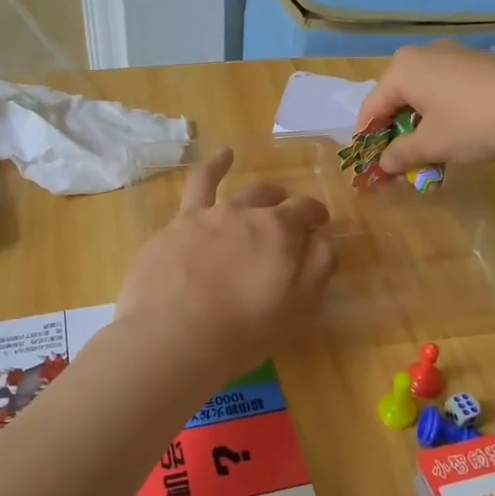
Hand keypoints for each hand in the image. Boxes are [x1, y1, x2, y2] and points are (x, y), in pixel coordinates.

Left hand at [117, 149, 335, 379]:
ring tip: (232, 157)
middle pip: (267, 196)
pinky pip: (192, 190)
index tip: (320, 224)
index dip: (315, 214)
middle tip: (284, 211)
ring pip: (228, 187)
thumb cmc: (242, 332)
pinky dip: (206, 170)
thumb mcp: (297, 309)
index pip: (305, 209)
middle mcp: (243, 212)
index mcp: (278, 231)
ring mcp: (204, 216)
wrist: (171, 338)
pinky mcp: (172, 228)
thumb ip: (317, 269)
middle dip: (281, 201)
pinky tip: (210, 164)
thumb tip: (323, 240)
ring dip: (235, 173)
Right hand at [354, 42, 494, 173]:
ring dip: (418, 122)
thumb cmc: (474, 123)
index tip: (368, 164)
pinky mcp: (476, 62)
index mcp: (402, 69)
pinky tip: (453, 133)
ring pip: (421, 92)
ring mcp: (452, 54)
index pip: (372, 107)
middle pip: (396, 96)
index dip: (367, 138)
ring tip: (427, 151)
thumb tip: (384, 164)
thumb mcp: (432, 145)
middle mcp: (422, 54)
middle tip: (398, 159)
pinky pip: (444, 87)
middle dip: (394, 129)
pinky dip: (440, 111)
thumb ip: (401, 154)